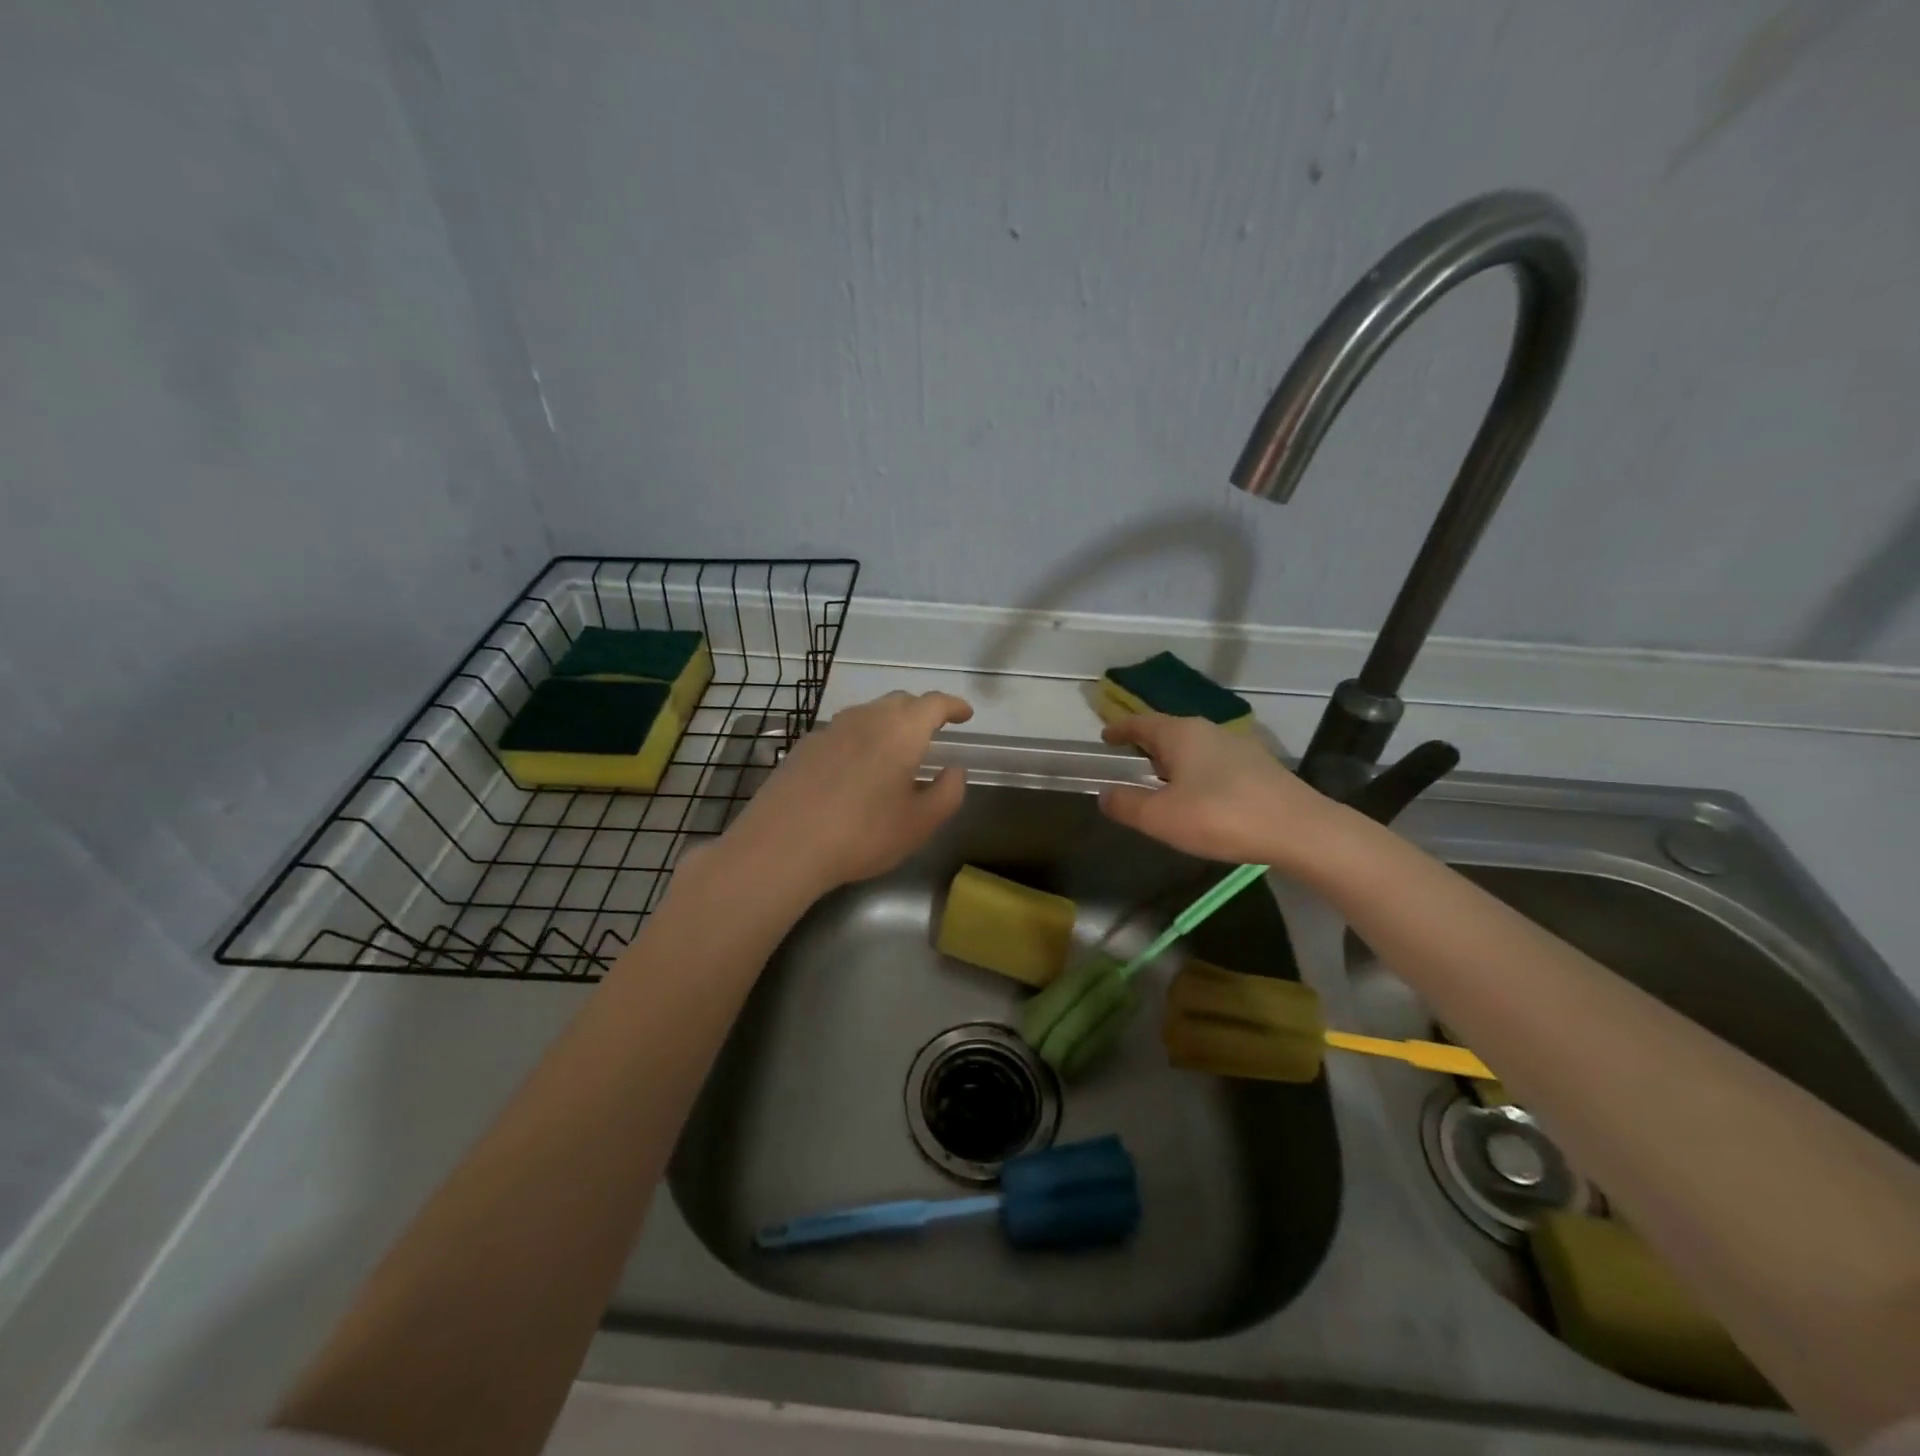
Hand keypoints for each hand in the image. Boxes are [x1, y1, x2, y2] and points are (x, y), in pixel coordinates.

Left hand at [721, 690, 973, 894]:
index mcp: (901, 731)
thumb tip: (954, 771)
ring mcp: (830, 729)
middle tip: (933, 732)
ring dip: (888, 724)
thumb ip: (947, 793)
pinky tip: (855, 769)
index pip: (934, 704)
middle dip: (921, 712)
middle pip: (900, 702)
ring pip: (868, 714)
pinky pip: (842, 732)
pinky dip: (859, 740)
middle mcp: (866, 718)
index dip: (953, 706)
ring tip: (894, 750)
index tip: (965, 715)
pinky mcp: (804, 746)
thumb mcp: (920, 824)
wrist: (783, 845)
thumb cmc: (862, 834)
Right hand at [1097, 714, 1350, 871]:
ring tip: (1162, 784)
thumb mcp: (1161, 817)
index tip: (1105, 736)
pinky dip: (1197, 774)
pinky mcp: (1259, 767)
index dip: (1120, 729)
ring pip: (1194, 748)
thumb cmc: (1220, 816)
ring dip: (1173, 762)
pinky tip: (1200, 798)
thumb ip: (1127, 804)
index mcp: (1181, 734)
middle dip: (1147, 746)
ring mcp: (1238, 747)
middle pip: (1168, 732)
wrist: (1299, 829)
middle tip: (1130, 763)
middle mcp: (1209, 731)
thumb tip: (1105, 794)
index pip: (1141, 722)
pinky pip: (1214, 763)